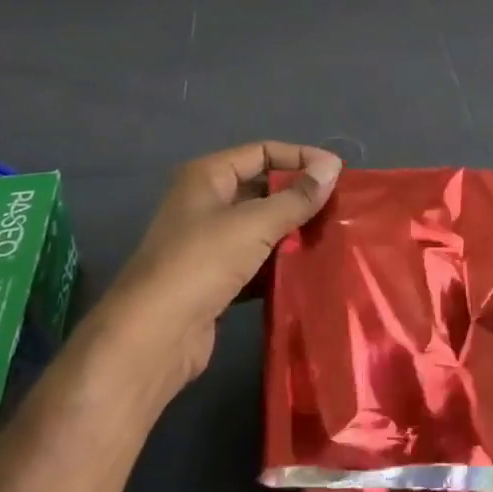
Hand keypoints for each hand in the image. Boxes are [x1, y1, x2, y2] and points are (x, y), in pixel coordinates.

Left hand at [103, 142, 340, 389]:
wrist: (152, 339)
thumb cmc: (201, 264)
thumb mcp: (254, 224)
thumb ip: (297, 196)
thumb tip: (333, 166)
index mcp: (207, 177)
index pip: (262, 152)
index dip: (300, 157)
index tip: (338, 173)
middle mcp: (205, 204)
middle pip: (262, 189)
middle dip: (299, 196)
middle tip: (340, 207)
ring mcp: (208, 244)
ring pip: (260, 228)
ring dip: (292, 232)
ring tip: (333, 235)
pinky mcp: (214, 280)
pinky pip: (256, 262)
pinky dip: (279, 263)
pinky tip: (309, 269)